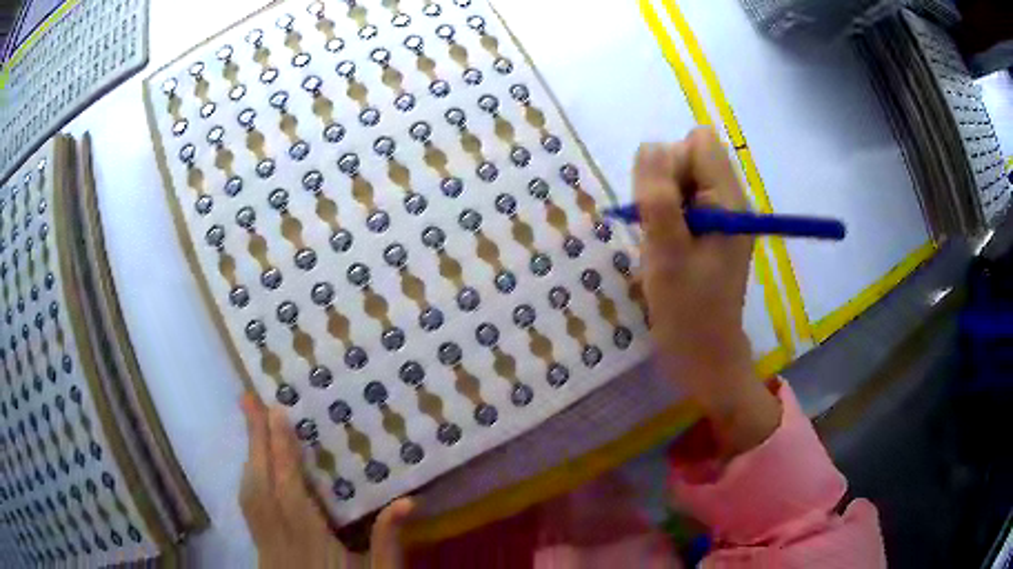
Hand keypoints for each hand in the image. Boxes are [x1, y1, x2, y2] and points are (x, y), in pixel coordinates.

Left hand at [239, 394, 414, 567]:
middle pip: (261, 483)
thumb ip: (390, 541)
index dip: (280, 450)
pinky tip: (254, 467)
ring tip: (250, 422)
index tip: (276, 412)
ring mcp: (267, 543)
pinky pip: (249, 506)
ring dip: (249, 454)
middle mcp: (283, 538)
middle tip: (248, 398)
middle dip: (255, 439)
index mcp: (314, 542)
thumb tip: (409, 500)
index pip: (291, 490)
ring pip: (249, 493)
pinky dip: (249, 478)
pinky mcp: (261, 548)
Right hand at [634, 127, 779, 456]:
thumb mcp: (667, 252)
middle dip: (664, 184)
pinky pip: (682, 202)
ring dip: (662, 204)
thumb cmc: (688, 310)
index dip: (672, 163)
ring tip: (663, 244)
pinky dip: (667, 218)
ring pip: (681, 179)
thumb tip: (650, 146)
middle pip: (689, 156)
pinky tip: (666, 249)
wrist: (705, 356)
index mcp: (729, 200)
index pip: (698, 142)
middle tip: (661, 231)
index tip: (662, 206)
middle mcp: (730, 200)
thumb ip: (658, 196)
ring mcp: (722, 217)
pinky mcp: (711, 232)